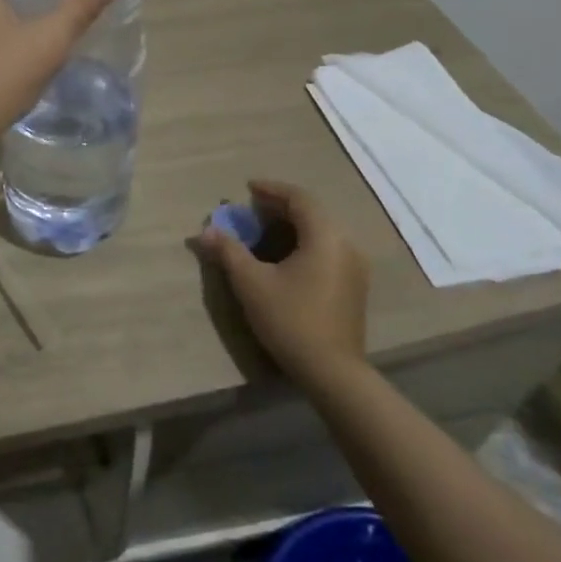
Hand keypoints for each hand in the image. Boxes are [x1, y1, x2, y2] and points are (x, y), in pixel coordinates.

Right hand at [196, 180, 370, 390]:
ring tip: (263, 229)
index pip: (300, 198)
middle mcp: (346, 245)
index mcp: (325, 237)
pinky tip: (284, 256)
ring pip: (321, 231)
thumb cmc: (290, 320)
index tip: (247, 189)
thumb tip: (206, 231)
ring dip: (292, 224)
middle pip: (313, 212)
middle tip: (251, 209)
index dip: (272, 189)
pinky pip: (327, 248)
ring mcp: (355, 267)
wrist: (332, 372)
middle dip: (280, 206)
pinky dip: (304, 241)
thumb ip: (228, 251)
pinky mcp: (354, 286)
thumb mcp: (251, 283)